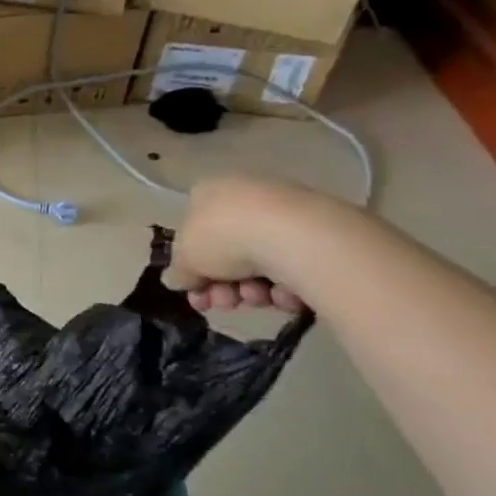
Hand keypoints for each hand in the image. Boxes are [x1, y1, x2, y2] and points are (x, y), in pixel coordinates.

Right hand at [166, 177, 311, 315]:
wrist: (297, 238)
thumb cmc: (225, 237)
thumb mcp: (185, 258)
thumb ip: (178, 271)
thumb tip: (175, 280)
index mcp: (209, 192)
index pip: (193, 232)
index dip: (191, 268)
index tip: (195, 293)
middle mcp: (246, 197)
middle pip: (227, 252)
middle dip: (223, 285)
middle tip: (224, 303)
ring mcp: (285, 214)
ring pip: (260, 263)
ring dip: (253, 289)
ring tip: (258, 298)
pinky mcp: (320, 234)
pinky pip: (293, 266)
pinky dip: (287, 285)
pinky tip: (285, 294)